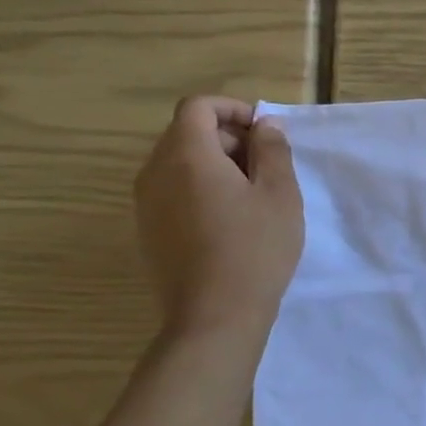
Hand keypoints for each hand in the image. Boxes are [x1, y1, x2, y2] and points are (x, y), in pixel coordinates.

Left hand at [134, 97, 303, 338]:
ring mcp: (145, 204)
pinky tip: (228, 221)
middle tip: (265, 164)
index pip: (198, 107)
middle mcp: (155, 172)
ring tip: (250, 194)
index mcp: (186, 155)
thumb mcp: (280, 194)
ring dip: (214, 163)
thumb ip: (272, 150)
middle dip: (227, 137)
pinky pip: (171, 190)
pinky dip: (198, 188)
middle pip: (186, 133)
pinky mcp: (147, 231)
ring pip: (177, 163)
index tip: (264, 133)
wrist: (215, 317)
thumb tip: (264, 125)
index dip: (233, 109)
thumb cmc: (255, 249)